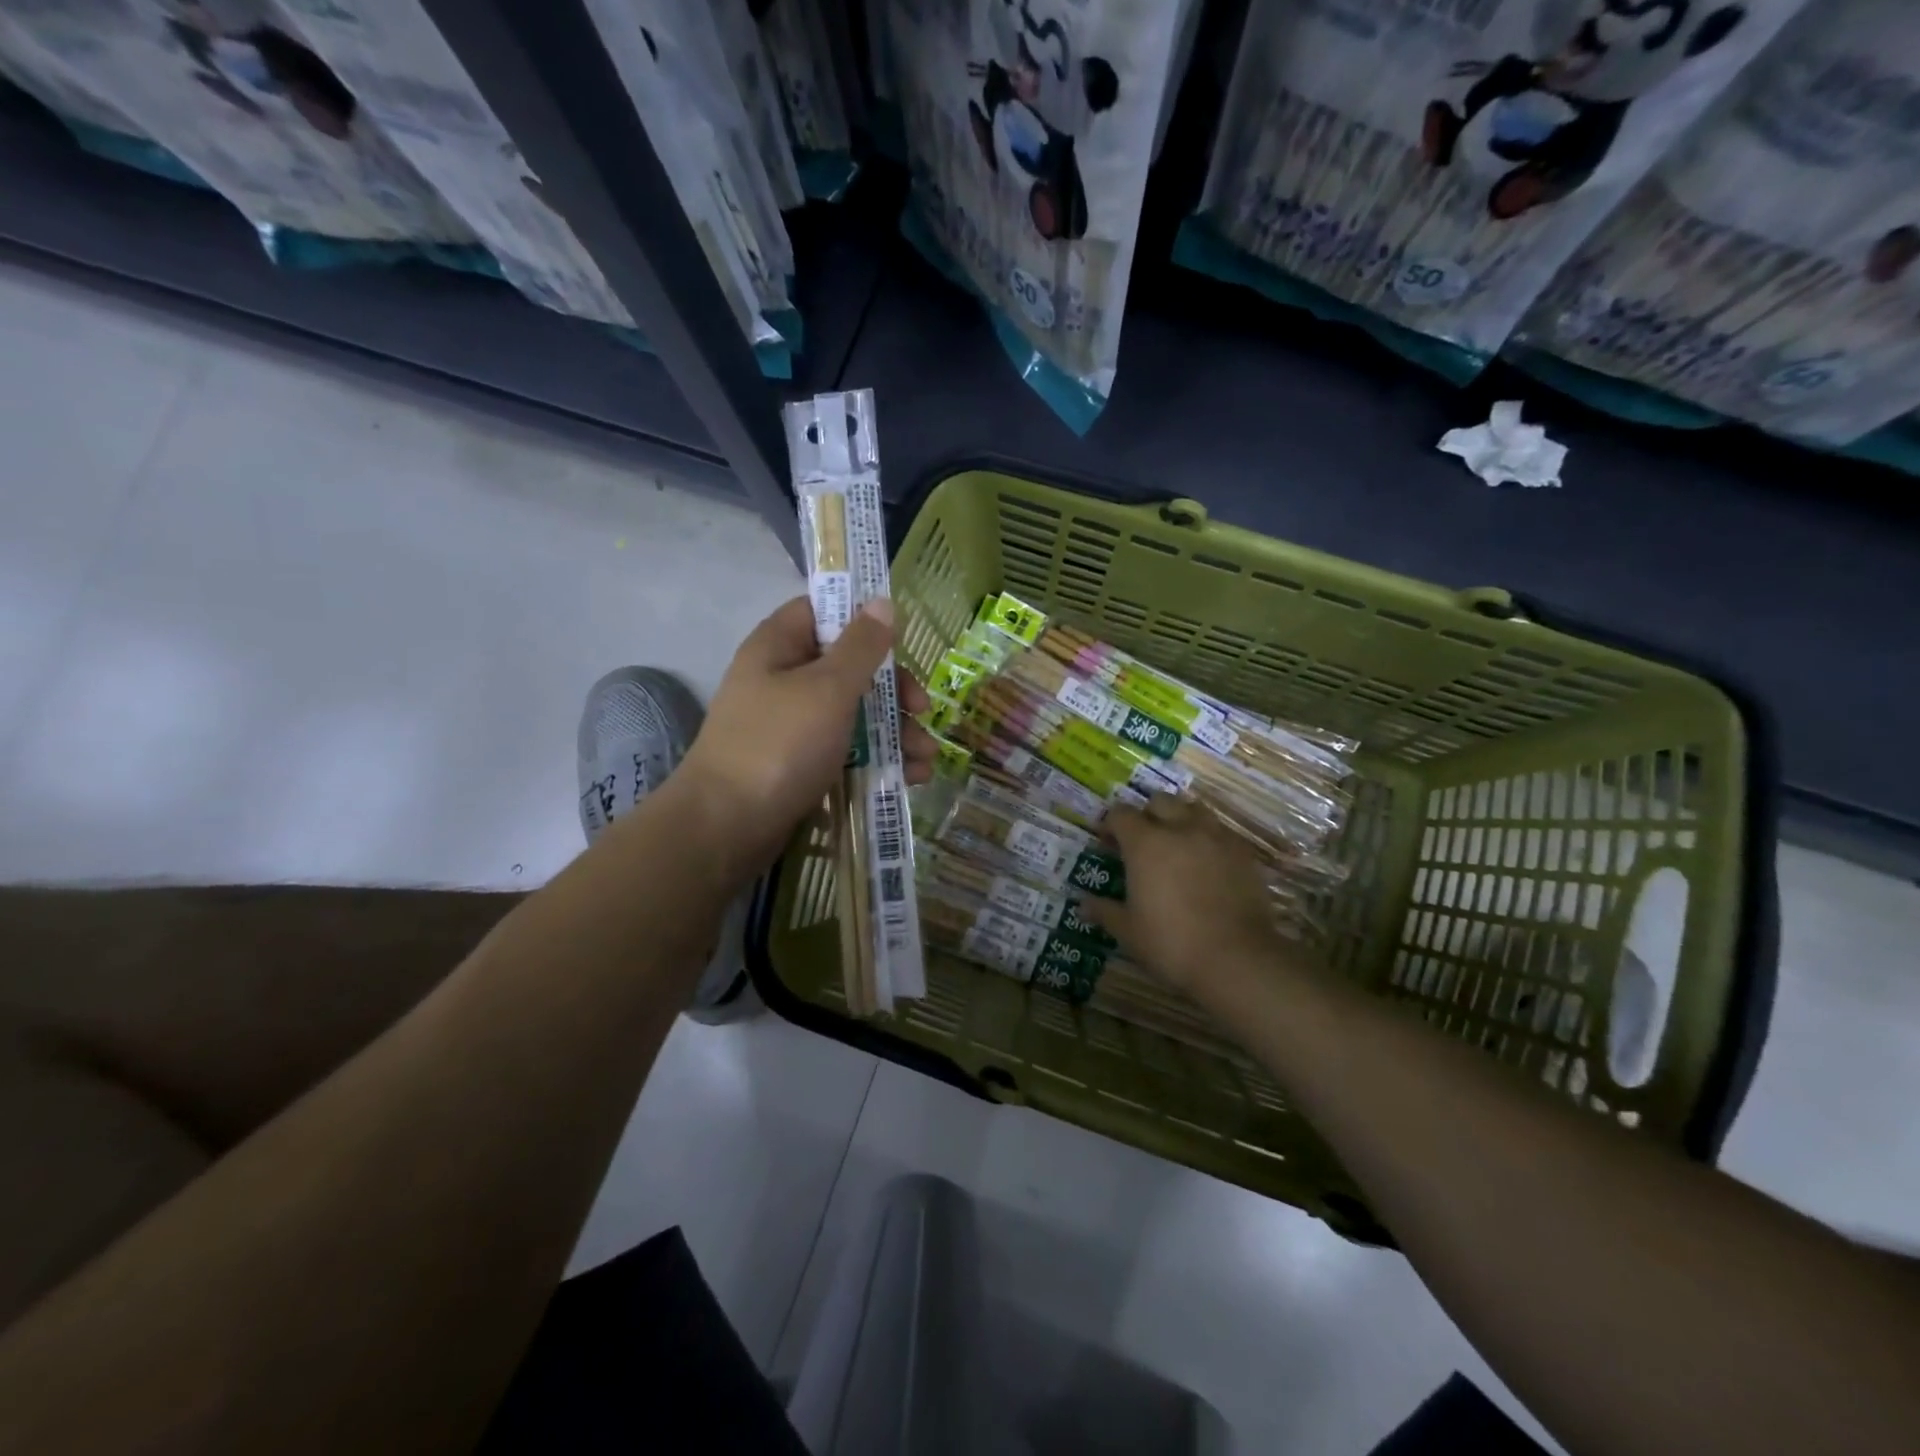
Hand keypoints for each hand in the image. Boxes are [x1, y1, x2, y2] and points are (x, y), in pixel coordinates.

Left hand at [679, 596, 935, 876]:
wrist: (728, 826)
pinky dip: (879, 760)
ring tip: (926, 759)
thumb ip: (861, 646)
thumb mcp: (828, 688)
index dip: (862, 618)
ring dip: (896, 732)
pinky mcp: (801, 765)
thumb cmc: (780, 743)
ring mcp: (792, 726)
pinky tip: (911, 778)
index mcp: (780, 647)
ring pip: (854, 714)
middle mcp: (784, 680)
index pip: (822, 610)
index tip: (900, 638)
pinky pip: (847, 751)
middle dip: (894, 691)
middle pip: (850, 668)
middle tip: (923, 710)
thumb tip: (882, 602)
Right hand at [1084, 797, 1289, 1003]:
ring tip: (1177, 844)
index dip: (1110, 824)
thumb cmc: (1171, 943)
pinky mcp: (1243, 853)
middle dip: (1147, 814)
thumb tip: (1083, 905)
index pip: (1121, 814)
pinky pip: (1221, 832)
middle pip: (1160, 801)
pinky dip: (1209, 839)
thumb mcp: (1128, 932)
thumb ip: (1105, 911)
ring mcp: (1216, 838)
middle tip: (1143, 840)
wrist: (1237, 959)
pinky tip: (1207, 863)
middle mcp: (1180, 829)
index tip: (1107, 842)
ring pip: (1194, 809)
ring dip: (1181, 818)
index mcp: (1145, 843)